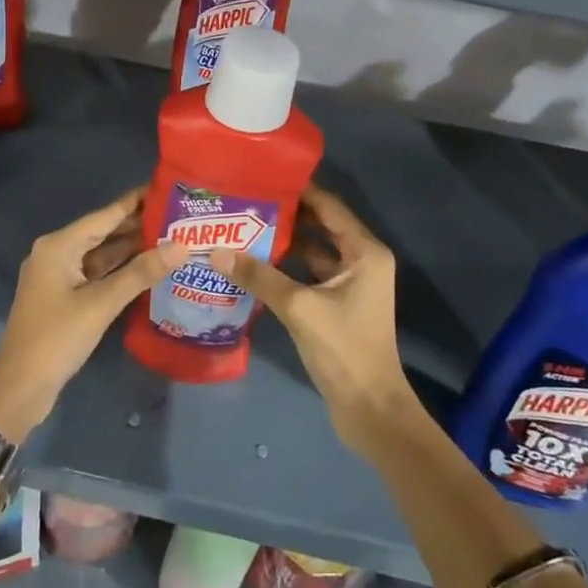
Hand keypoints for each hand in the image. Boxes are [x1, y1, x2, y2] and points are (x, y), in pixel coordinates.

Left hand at [0, 189, 185, 442]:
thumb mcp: (101, 304)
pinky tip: (148, 268)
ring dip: (131, 249)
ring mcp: (59, 276)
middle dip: (138, 226)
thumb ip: (140, 273)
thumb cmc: (56, 338)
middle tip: (178, 217)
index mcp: (59, 245)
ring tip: (171, 238)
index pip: (104, 215)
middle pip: (103, 232)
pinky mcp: (64, 297)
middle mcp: (57, 253)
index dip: (135, 202)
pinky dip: (120, 271)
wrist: (19, 389)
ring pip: (101, 255)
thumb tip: (181, 246)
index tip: (166, 188)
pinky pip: (96, 274)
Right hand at [211, 186, 415, 453]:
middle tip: (246, 201)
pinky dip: (287, 268)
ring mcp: (351, 284)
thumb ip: (259, 276)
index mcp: (365, 251)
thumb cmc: (344, 349)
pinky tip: (255, 264)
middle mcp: (362, 260)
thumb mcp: (299, 308)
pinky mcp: (339, 305)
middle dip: (286, 215)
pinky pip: (310, 274)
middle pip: (321, 226)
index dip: (298, 191)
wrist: (370, 410)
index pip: (329, 206)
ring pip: (314, 252)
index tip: (263, 177)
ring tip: (244, 227)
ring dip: (285, 242)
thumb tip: (216, 251)